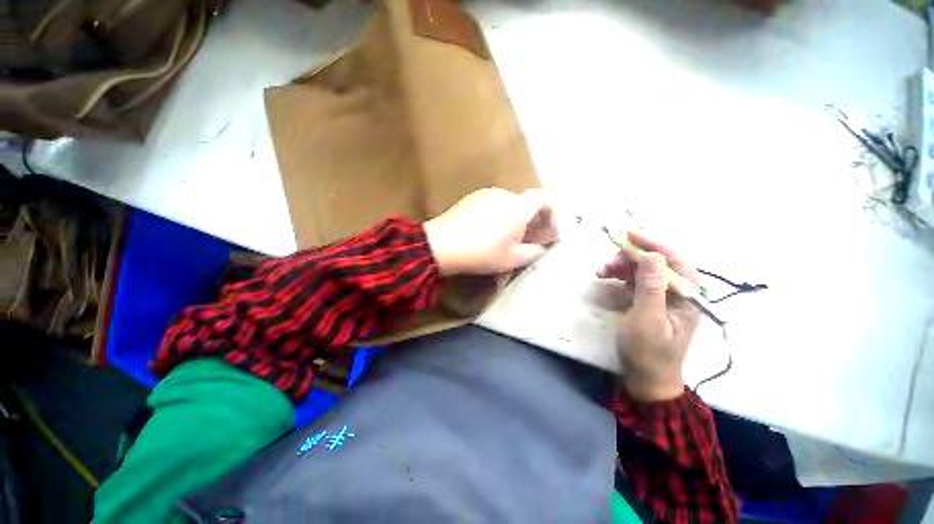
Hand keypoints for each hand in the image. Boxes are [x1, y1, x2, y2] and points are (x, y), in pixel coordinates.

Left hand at [424, 188, 557, 275]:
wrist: (443, 245)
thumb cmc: (482, 253)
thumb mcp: (511, 259)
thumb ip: (532, 252)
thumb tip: (540, 247)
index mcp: (518, 208)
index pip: (542, 198)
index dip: (549, 211)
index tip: (546, 226)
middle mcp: (504, 195)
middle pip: (524, 203)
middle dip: (529, 218)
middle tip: (524, 238)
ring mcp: (486, 194)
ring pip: (507, 203)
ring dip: (511, 217)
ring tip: (502, 237)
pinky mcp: (472, 197)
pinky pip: (492, 203)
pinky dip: (496, 214)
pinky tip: (485, 230)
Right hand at [597, 232, 699, 401]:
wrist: (645, 377)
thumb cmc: (648, 352)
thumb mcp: (647, 320)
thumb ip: (651, 288)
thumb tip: (652, 255)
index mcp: (687, 296)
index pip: (674, 261)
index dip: (652, 245)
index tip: (628, 235)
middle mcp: (677, 292)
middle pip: (655, 263)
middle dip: (629, 259)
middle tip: (605, 264)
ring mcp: (662, 296)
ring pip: (642, 270)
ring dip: (620, 266)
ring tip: (600, 272)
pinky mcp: (648, 301)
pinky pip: (634, 280)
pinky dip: (619, 276)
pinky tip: (606, 277)